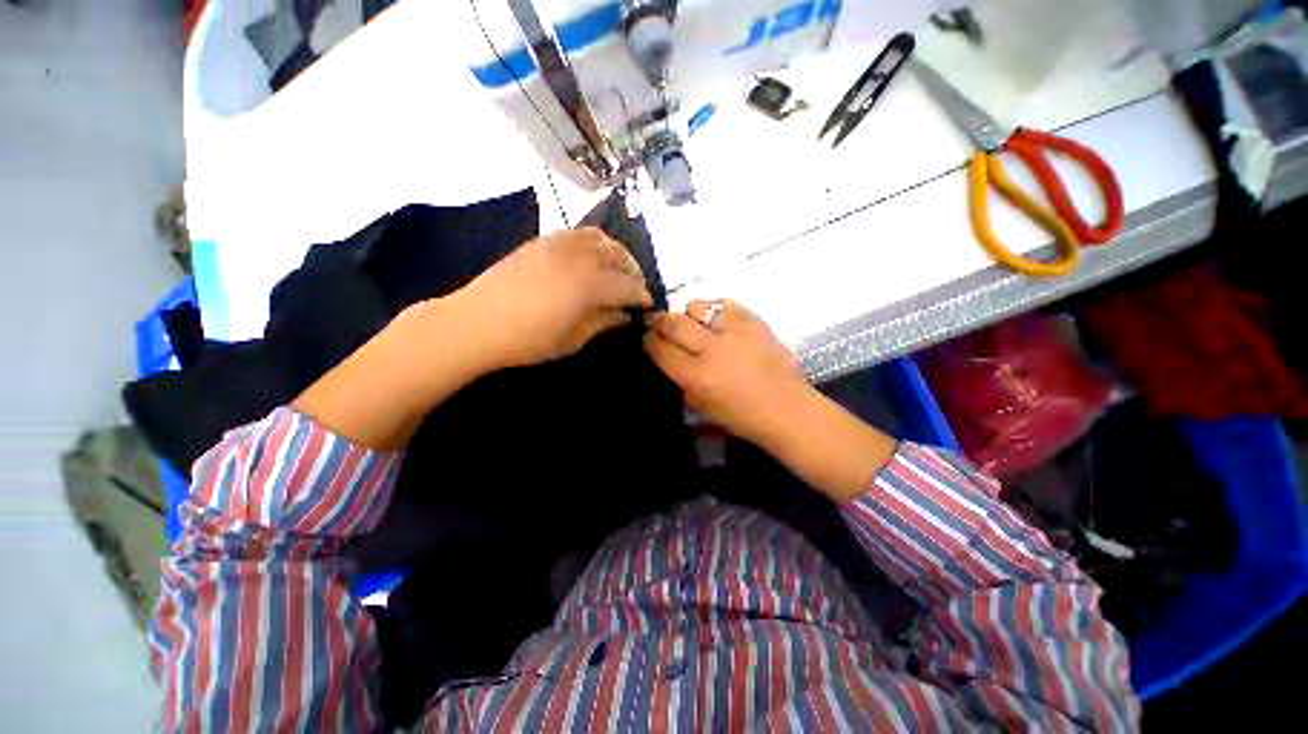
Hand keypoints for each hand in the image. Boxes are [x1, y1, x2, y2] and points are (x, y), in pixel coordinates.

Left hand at [457, 227, 652, 368]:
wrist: (476, 323)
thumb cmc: (528, 340)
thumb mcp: (573, 338)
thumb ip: (604, 322)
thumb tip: (625, 314)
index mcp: (590, 284)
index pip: (628, 286)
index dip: (642, 296)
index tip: (648, 306)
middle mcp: (579, 256)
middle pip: (619, 257)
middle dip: (634, 272)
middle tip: (636, 289)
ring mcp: (559, 244)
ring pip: (601, 238)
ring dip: (617, 253)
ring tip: (619, 269)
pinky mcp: (543, 241)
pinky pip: (578, 233)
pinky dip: (594, 242)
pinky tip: (592, 257)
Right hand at [644, 299, 812, 445]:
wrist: (786, 408)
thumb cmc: (742, 416)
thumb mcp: (701, 406)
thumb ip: (681, 379)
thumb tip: (668, 355)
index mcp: (697, 376)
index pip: (660, 348)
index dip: (649, 341)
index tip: (648, 338)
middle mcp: (712, 349)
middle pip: (673, 322)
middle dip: (659, 321)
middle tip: (658, 323)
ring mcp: (735, 331)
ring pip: (697, 306)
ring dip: (688, 314)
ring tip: (692, 323)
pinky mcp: (753, 320)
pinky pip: (723, 304)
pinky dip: (713, 310)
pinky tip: (715, 321)